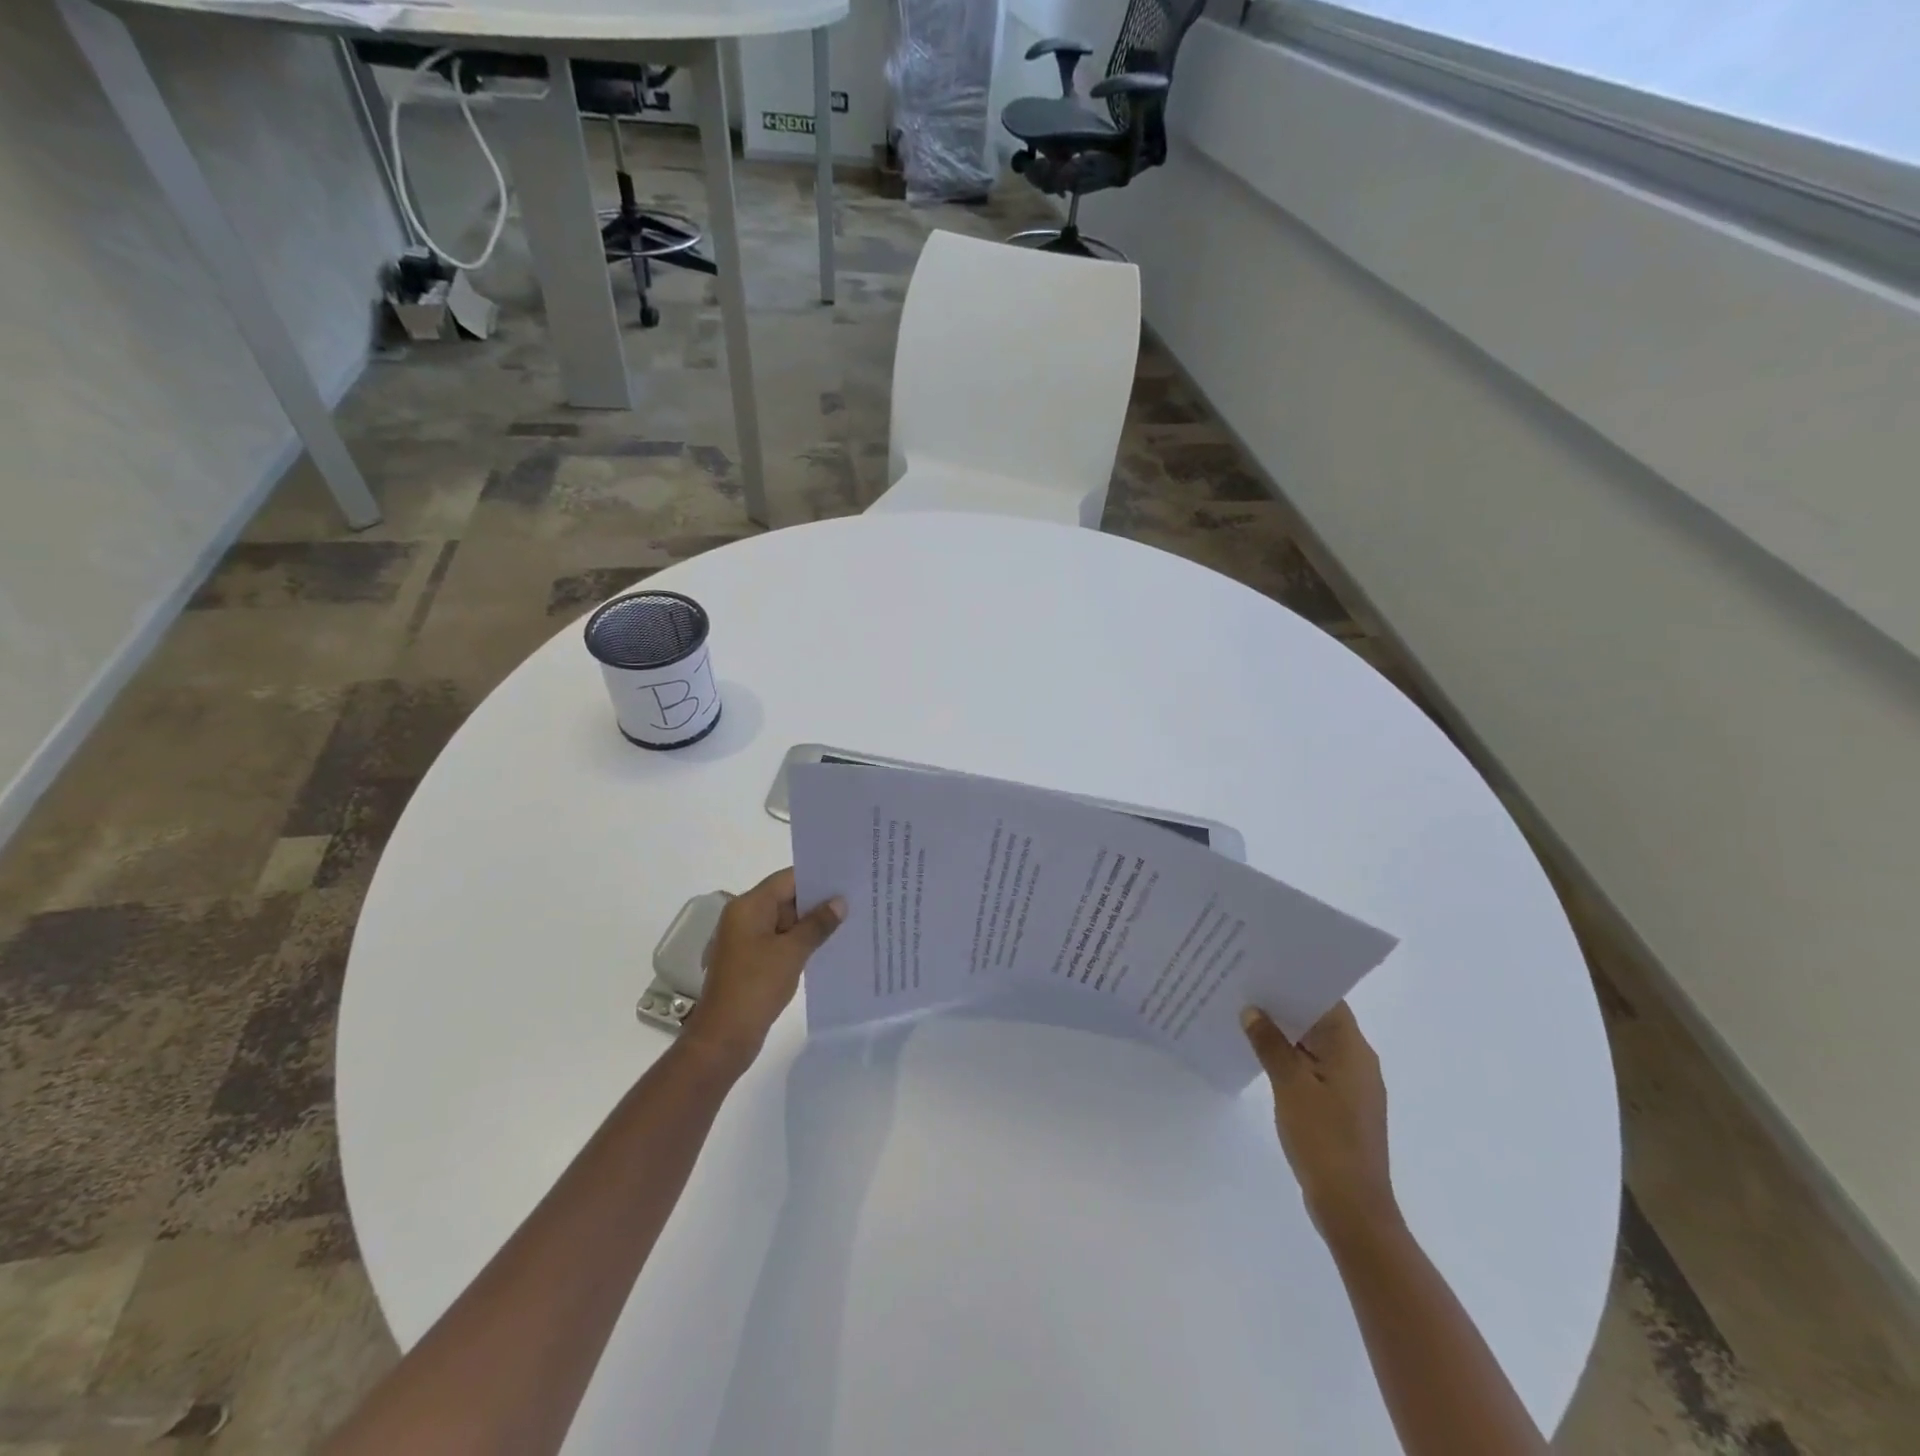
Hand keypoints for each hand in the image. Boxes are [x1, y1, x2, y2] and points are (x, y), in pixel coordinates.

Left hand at [683, 869, 844, 1071]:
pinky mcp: (751, 960)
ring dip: (811, 922)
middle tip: (855, 899)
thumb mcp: (792, 952)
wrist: (723, 1037)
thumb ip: (817, 924)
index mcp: (748, 907)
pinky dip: (800, 941)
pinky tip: (827, 946)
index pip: (787, 879)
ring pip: (785, 921)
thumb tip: (839, 902)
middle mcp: (744, 917)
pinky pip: (780, 941)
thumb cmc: (756, 986)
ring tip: (848, 921)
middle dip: (818, 900)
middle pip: (785, 897)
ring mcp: (746, 940)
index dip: (816, 877)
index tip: (847, 878)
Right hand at [1241, 1001, 1398, 1239]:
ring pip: (1315, 1045)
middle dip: (1285, 1006)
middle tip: (1245, 987)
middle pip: (1321, 1021)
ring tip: (1245, 1016)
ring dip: (1285, 1033)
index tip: (1264, 967)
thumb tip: (1253, 1011)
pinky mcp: (1341, 1107)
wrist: (1352, 1209)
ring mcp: (1351, 1087)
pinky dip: (1290, 1058)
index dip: (1297, 982)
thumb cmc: (1325, 1140)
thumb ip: (1271, 1045)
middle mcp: (1358, 1062)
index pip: (1327, 1000)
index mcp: (1353, 1051)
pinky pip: (1313, 1068)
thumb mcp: (1291, 1086)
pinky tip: (1261, 1056)